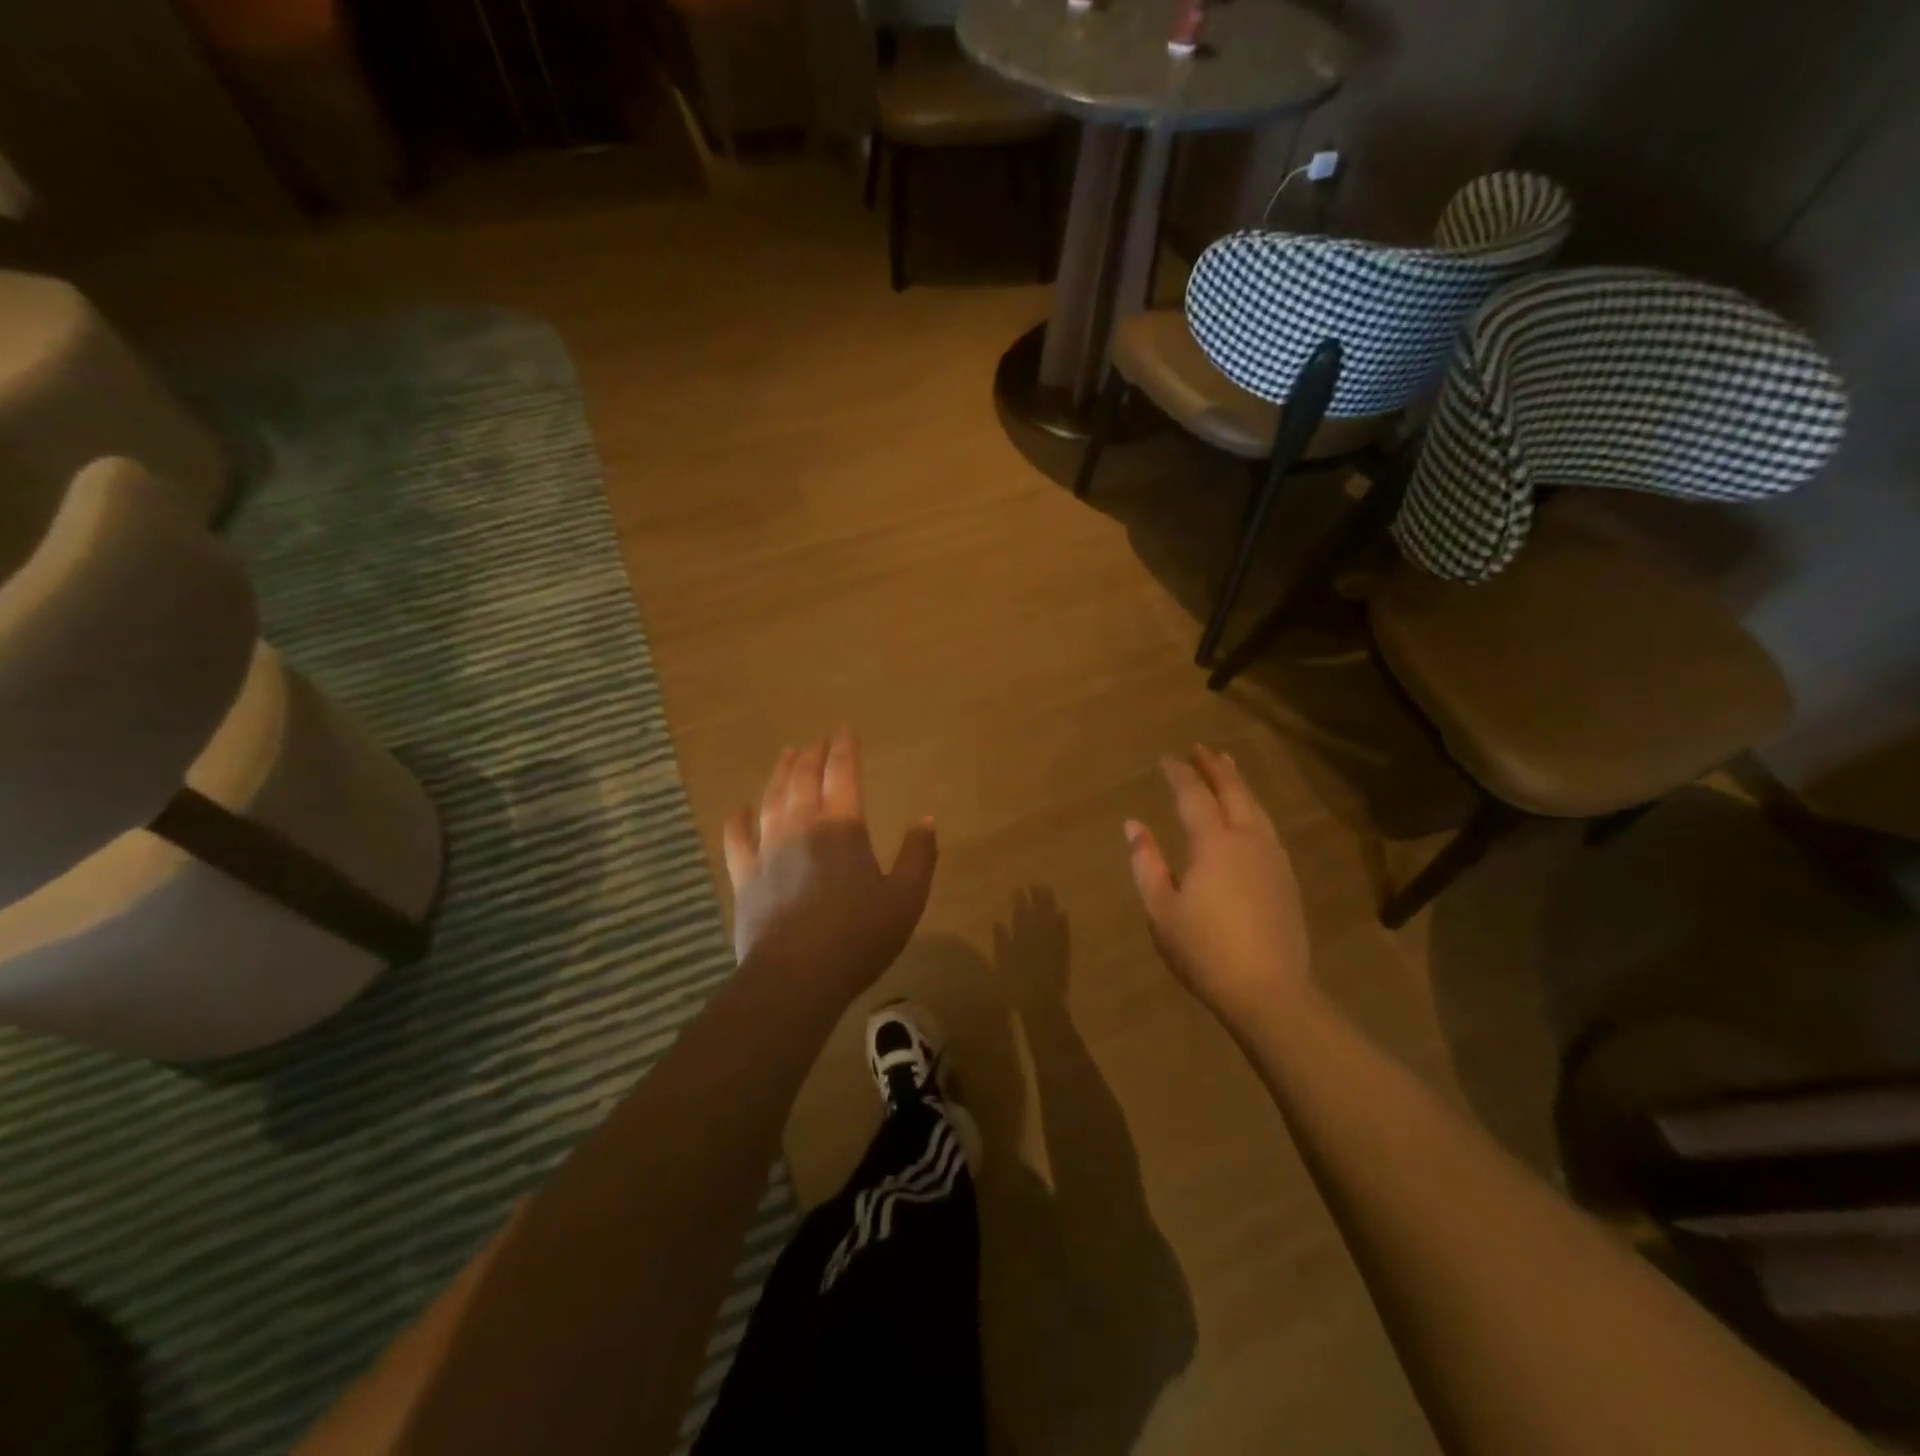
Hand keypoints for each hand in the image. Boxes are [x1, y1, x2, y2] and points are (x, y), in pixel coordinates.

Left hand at [722, 730, 937, 998]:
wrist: (796, 976)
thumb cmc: (859, 936)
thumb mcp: (907, 898)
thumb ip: (919, 856)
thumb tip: (926, 820)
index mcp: (842, 828)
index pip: (842, 774)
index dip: (844, 749)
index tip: (844, 731)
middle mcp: (802, 827)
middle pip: (804, 778)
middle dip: (812, 754)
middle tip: (817, 740)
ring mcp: (768, 850)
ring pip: (771, 798)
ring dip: (780, 773)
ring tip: (786, 754)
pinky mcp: (745, 877)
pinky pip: (737, 839)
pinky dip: (738, 820)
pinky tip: (739, 809)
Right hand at [1124, 746, 1313, 1031]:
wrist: (1269, 992)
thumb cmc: (1205, 950)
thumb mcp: (1161, 910)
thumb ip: (1146, 863)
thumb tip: (1133, 826)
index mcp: (1213, 843)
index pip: (1193, 795)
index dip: (1179, 774)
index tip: (1166, 758)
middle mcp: (1247, 840)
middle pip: (1233, 792)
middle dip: (1215, 767)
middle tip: (1202, 749)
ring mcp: (1272, 859)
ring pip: (1255, 808)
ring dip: (1239, 784)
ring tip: (1228, 768)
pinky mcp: (1286, 879)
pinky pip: (1267, 828)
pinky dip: (1253, 809)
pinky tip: (1249, 816)